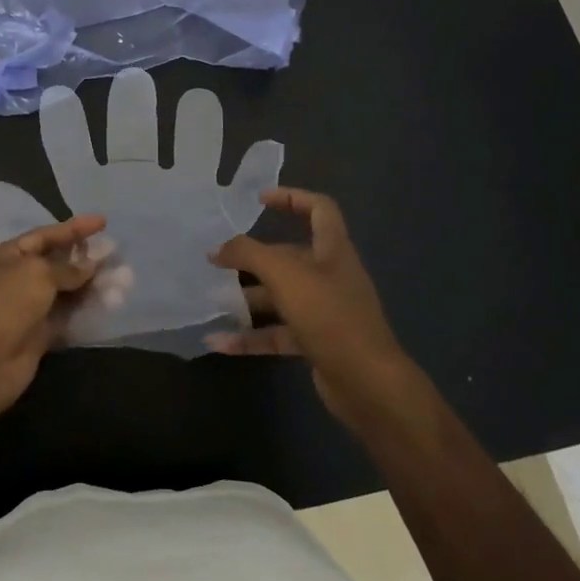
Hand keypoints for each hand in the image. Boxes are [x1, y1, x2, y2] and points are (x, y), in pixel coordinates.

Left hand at [0, 214, 107, 419]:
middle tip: (118, 255)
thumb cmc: (6, 305)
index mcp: (4, 257)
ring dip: (93, 286)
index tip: (103, 222)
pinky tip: (110, 304)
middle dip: (87, 260)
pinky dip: (87, 310)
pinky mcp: (39, 335)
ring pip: (66, 292)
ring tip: (123, 282)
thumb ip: (68, 268)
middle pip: (57, 264)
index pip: (44, 236)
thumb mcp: (37, 274)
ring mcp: (27, 309)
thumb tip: (92, 264)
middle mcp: (14, 280)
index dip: (74, 228)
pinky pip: (67, 317)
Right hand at [205, 188, 415, 426]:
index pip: (319, 209)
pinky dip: (251, 337)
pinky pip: (278, 333)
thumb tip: (217, 249)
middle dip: (254, 258)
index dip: (292, 198)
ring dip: (247, 299)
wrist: (367, 383)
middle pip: (290, 256)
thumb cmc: (329, 315)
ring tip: (212, 301)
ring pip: (280, 296)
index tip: (259, 200)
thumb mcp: (284, 274)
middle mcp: (330, 276)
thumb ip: (248, 254)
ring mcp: (324, 311)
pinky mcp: (316, 342)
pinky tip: (220, 343)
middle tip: (218, 261)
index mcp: (333, 250)